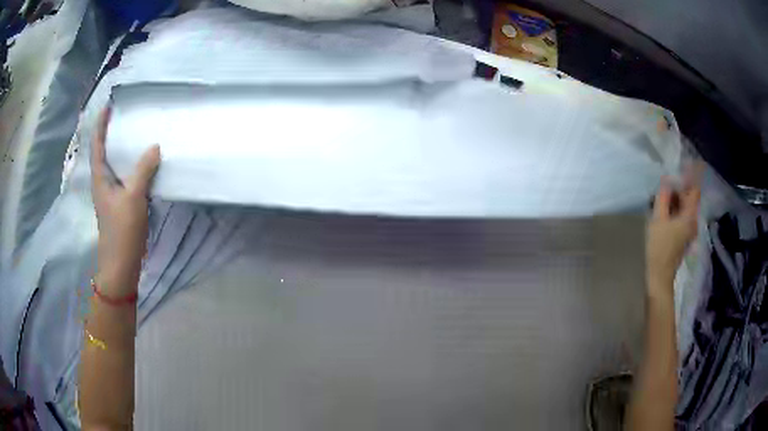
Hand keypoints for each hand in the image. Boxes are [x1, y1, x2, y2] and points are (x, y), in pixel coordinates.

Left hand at [91, 108, 160, 295]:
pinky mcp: (120, 203)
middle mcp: (103, 182)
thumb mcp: (133, 198)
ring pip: (115, 164)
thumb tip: (155, 146)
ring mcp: (111, 194)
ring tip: (135, 132)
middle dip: (111, 132)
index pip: (97, 144)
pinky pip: (125, 176)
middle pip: (104, 151)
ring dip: (122, 148)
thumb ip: (143, 170)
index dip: (101, 124)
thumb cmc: (122, 230)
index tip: (108, 105)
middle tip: (124, 115)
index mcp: (100, 177)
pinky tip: (143, 162)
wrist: (121, 264)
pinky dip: (131, 164)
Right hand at [646, 166, 701, 297]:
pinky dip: (675, 207)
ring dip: (676, 197)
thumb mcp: (658, 219)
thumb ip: (663, 197)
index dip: (692, 174)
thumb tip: (666, 179)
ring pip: (685, 205)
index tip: (686, 162)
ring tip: (661, 194)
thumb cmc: (659, 247)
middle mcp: (693, 220)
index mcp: (690, 215)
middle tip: (665, 181)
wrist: (659, 276)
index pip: (695, 188)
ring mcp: (689, 229)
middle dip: (679, 186)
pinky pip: (682, 214)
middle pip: (690, 196)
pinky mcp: (684, 235)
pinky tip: (664, 208)